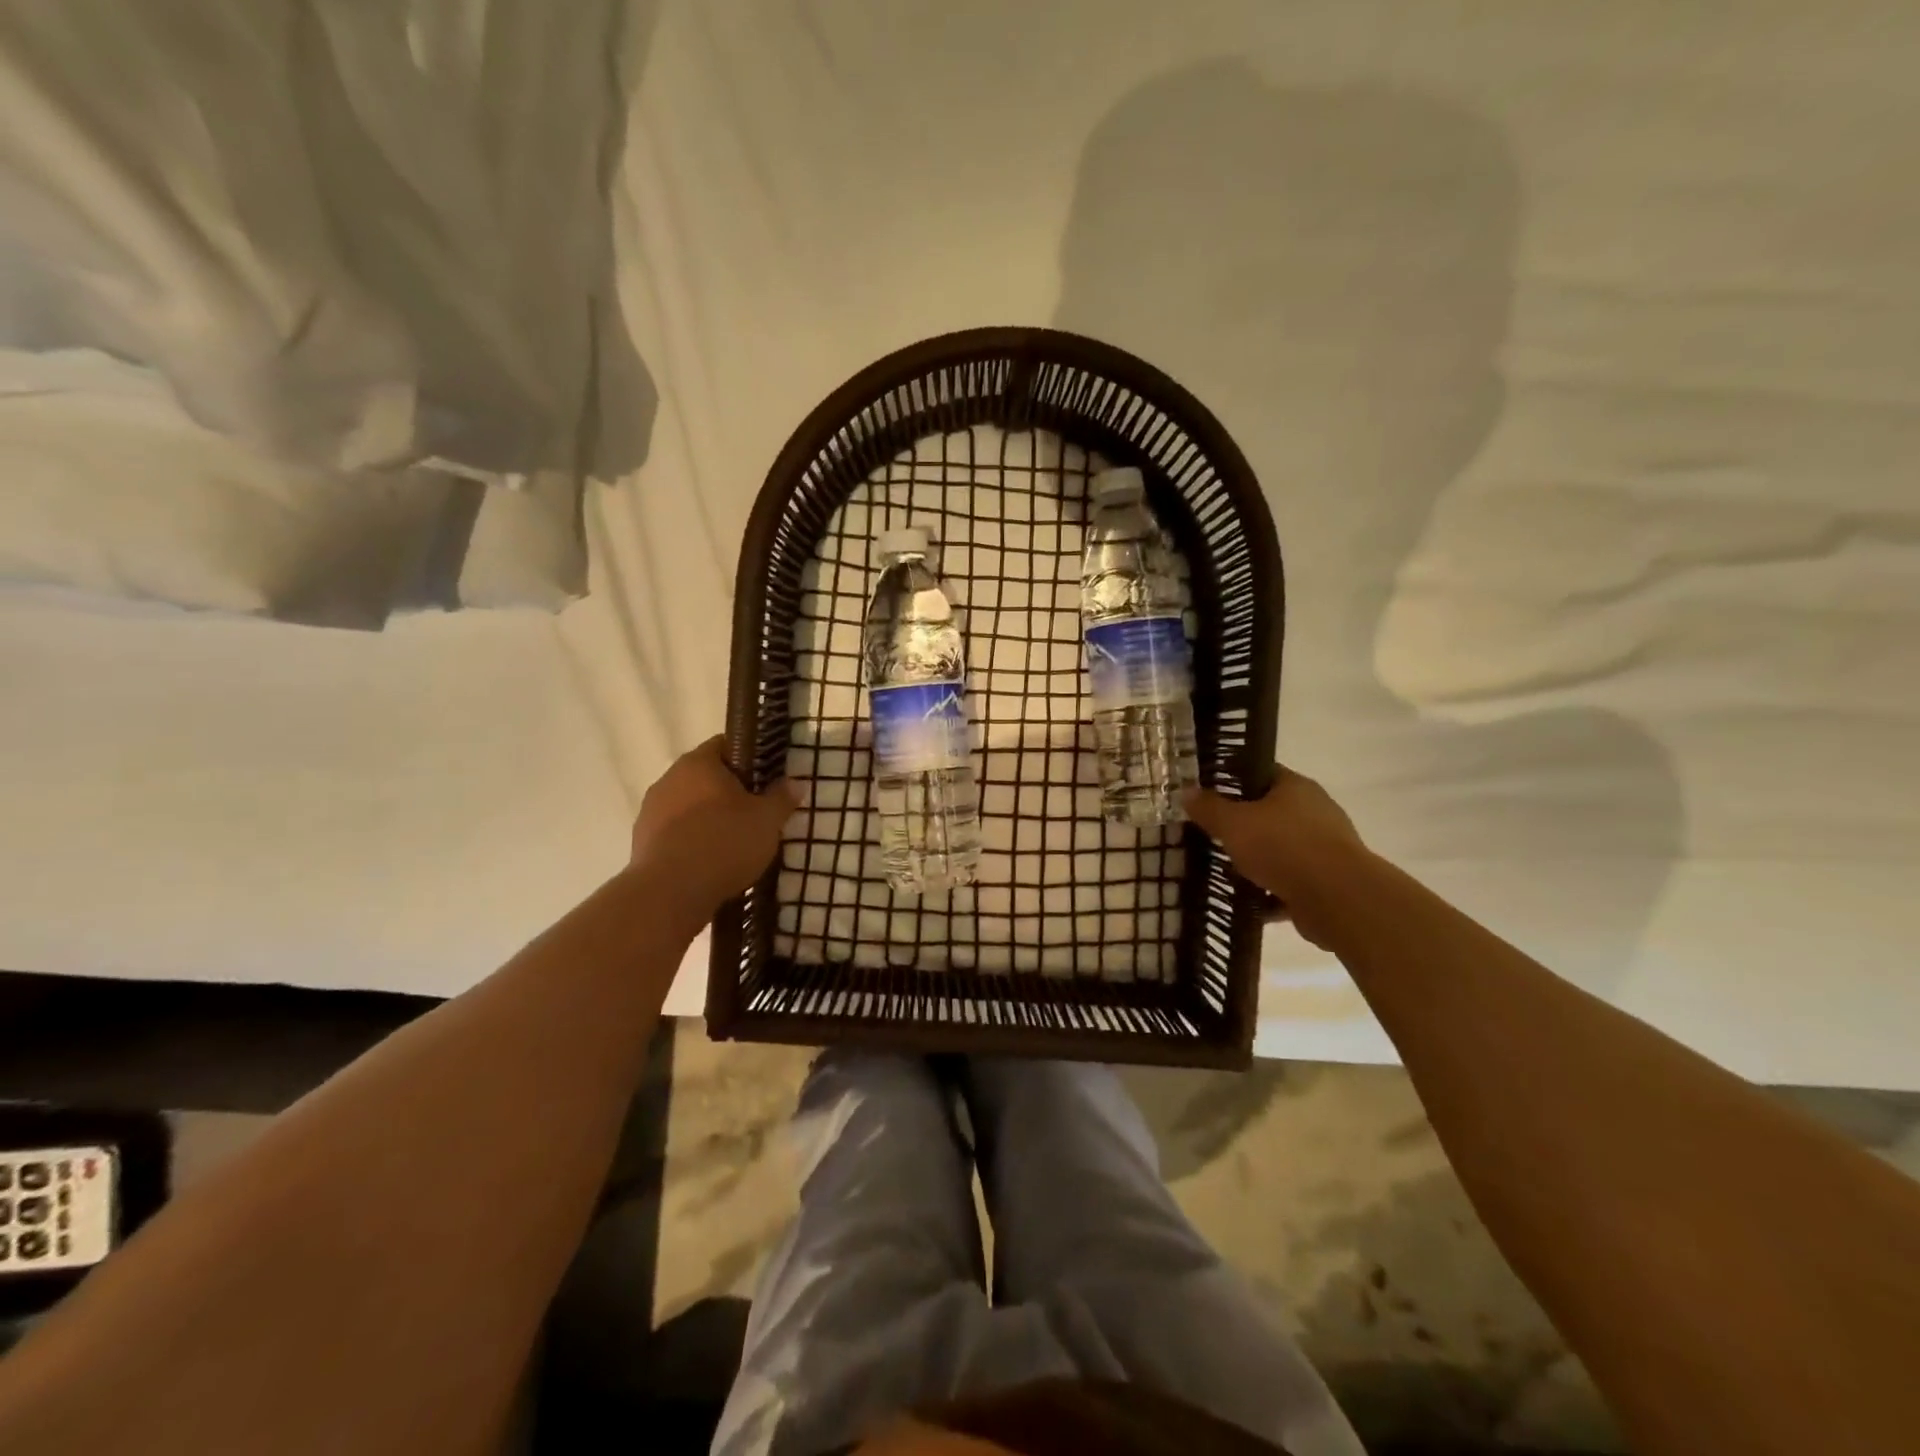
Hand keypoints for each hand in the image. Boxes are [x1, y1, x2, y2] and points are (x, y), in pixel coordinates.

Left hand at [629, 736, 799, 916]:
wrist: (670, 893)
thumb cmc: (723, 843)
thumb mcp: (767, 820)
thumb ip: (782, 798)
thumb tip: (795, 783)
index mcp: (698, 763)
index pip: (726, 745)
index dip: (750, 757)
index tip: (768, 776)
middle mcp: (669, 778)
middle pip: (706, 776)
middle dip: (730, 791)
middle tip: (757, 810)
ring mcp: (650, 811)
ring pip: (689, 806)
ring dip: (709, 817)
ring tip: (735, 840)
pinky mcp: (642, 842)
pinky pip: (676, 833)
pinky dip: (693, 841)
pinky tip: (711, 861)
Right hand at [1184, 767, 1369, 949]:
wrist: (1338, 899)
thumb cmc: (1283, 847)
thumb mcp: (1233, 823)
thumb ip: (1209, 808)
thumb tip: (1187, 791)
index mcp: (1295, 787)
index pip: (1260, 773)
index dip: (1231, 780)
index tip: (1206, 792)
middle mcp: (1314, 812)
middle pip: (1269, 812)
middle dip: (1240, 824)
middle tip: (1209, 832)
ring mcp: (1323, 848)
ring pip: (1278, 849)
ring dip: (1254, 860)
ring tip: (1221, 868)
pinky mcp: (1325, 882)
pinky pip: (1288, 881)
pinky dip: (1267, 891)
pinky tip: (1242, 899)